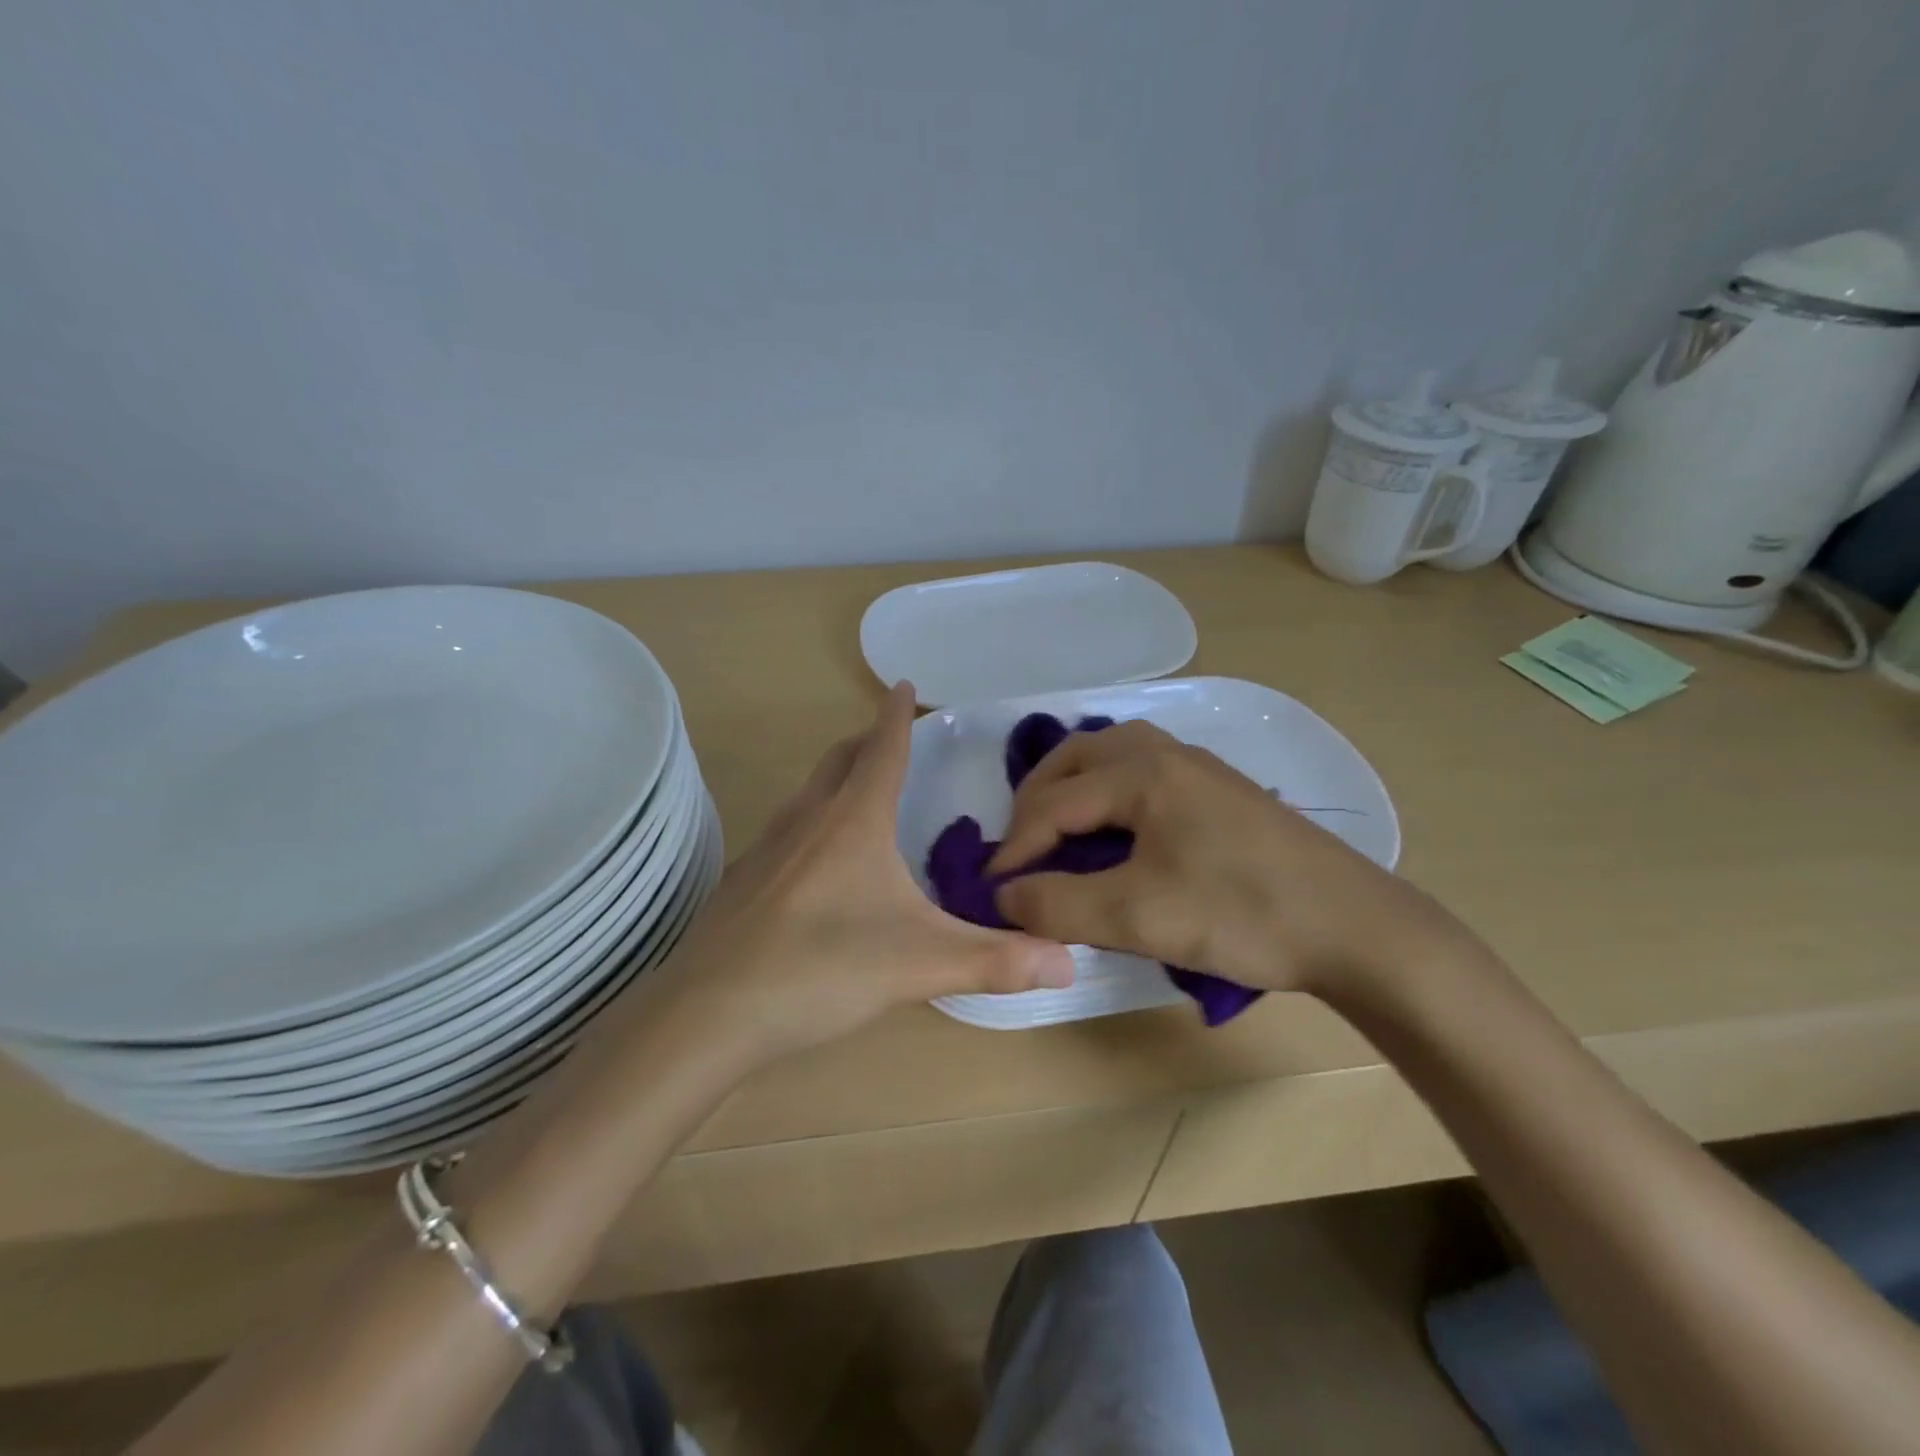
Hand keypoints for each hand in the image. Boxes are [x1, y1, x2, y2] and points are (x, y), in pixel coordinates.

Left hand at [649, 683, 1074, 1063]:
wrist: (710, 1013)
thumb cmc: (821, 969)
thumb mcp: (921, 964)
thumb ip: (996, 961)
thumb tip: (1068, 961)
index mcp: (852, 821)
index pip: (882, 749)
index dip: (897, 715)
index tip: (903, 683)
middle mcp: (806, 820)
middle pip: (839, 760)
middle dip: (867, 741)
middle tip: (890, 739)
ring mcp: (766, 849)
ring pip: (807, 794)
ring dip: (836, 779)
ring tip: (859, 795)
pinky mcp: (743, 881)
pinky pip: (785, 831)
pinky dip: (810, 823)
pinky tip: (816, 864)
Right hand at [988, 720, 1463, 996]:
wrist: (1357, 927)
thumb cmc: (1243, 914)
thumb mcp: (1138, 916)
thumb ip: (1059, 905)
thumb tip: (1002, 898)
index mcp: (1142, 771)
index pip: (1053, 804)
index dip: (1014, 849)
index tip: (990, 892)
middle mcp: (1165, 751)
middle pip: (1074, 761)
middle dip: (1035, 804)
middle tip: (1018, 851)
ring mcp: (1197, 765)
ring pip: (1109, 758)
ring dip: (1070, 790)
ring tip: (1054, 833)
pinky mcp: (1219, 787)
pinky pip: (1141, 770)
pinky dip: (1106, 793)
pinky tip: (1112, 830)